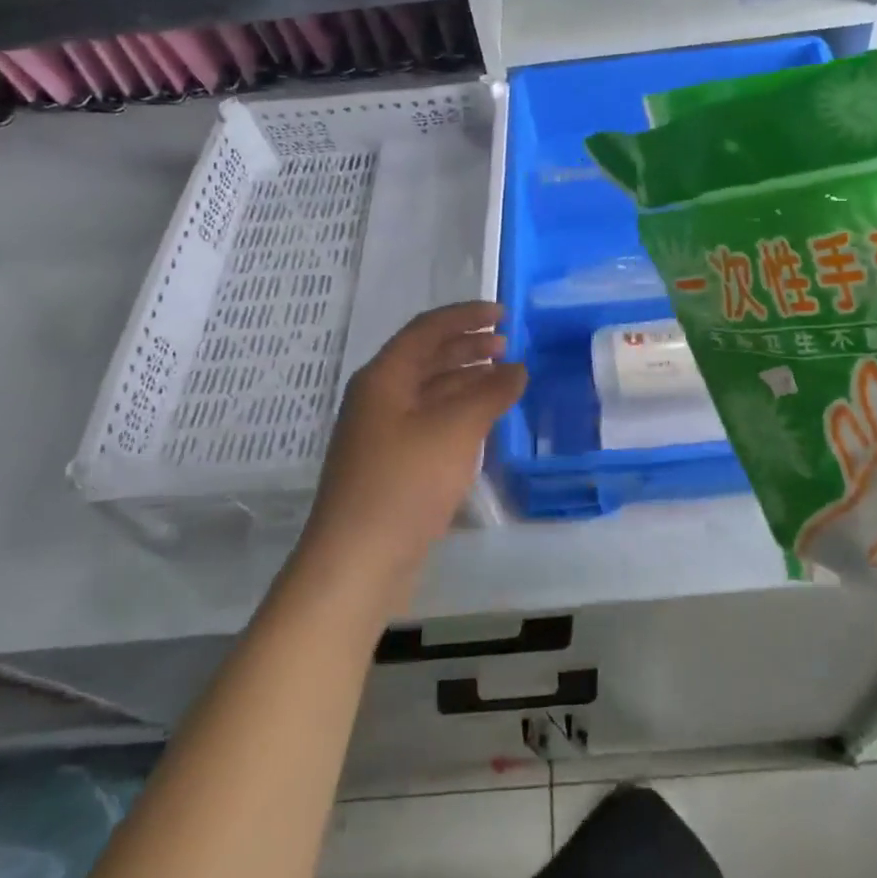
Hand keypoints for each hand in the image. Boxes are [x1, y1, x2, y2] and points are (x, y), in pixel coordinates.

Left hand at [296, 302, 525, 610]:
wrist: (357, 562)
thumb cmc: (405, 483)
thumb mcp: (456, 430)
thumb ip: (490, 393)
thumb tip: (518, 368)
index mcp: (384, 377)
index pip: (427, 330)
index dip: (465, 317)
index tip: (503, 314)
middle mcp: (378, 397)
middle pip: (426, 357)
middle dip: (467, 347)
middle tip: (507, 345)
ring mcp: (382, 433)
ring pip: (429, 391)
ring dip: (466, 380)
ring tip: (504, 379)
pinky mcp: (390, 464)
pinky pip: (429, 421)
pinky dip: (458, 412)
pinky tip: (483, 420)